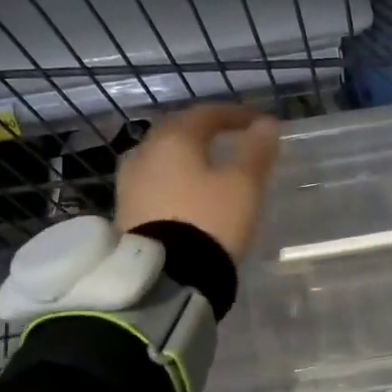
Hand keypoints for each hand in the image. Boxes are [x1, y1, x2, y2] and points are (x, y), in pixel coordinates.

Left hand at [114, 104, 280, 260]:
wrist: (165, 278)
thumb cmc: (210, 221)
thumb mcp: (243, 186)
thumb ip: (256, 152)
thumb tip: (266, 125)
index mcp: (174, 139)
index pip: (206, 114)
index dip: (235, 114)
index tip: (259, 123)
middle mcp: (145, 153)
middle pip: (177, 131)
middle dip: (204, 131)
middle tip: (228, 137)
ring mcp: (129, 184)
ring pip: (161, 157)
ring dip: (185, 156)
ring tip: (207, 168)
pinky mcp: (125, 212)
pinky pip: (153, 183)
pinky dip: (173, 180)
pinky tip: (187, 194)